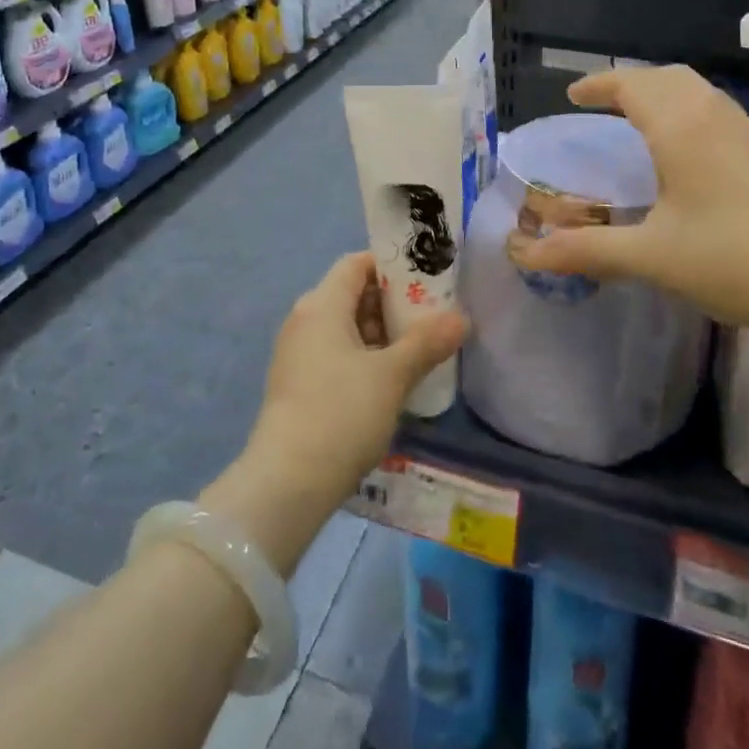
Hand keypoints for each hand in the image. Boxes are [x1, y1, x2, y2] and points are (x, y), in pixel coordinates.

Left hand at [247, 253, 467, 507]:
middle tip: (431, 317)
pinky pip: (337, 354)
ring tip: (419, 349)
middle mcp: (304, 320)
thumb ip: (427, 342)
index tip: (426, 280)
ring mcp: (298, 354)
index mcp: (321, 305)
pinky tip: (392, 380)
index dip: (391, 266)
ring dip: (381, 334)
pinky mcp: (298, 385)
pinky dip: (365, 357)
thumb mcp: (392, 376)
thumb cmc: (341, 413)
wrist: (287, 484)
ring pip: (346, 327)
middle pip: (352, 294)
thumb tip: (461, 318)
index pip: (357, 264)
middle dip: (392, 303)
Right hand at [504, 66, 748, 336]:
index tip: (573, 95)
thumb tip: (526, 255)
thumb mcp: (650, 257)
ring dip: (661, 92)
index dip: (599, 85)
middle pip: (666, 77)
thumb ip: (586, 250)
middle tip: (600, 106)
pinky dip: (686, 109)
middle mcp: (712, 116)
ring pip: (695, 89)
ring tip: (636, 120)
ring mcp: (745, 131)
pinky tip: (683, 150)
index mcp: (680, 127)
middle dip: (629, 83)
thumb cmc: (732, 261)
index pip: (632, 85)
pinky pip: (714, 109)